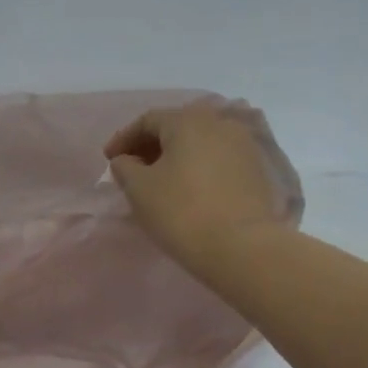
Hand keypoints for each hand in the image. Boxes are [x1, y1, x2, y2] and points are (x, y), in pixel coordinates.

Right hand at [105, 102, 292, 280]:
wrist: (242, 246)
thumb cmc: (181, 212)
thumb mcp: (139, 189)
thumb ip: (125, 167)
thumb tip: (127, 160)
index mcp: (188, 121)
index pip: (148, 120)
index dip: (123, 139)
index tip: (109, 160)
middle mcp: (220, 122)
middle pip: (177, 127)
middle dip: (151, 145)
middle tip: (133, 168)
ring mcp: (245, 144)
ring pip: (201, 142)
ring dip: (177, 156)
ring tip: (161, 179)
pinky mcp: (259, 168)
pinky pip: (220, 158)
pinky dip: (199, 167)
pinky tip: (190, 188)